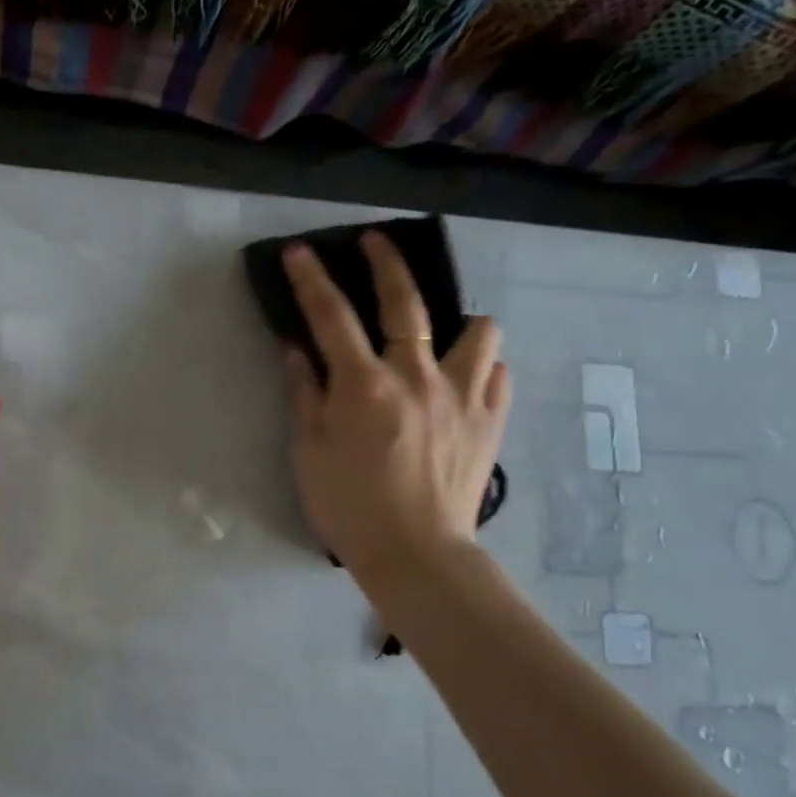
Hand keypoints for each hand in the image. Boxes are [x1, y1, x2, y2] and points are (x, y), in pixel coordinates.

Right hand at [281, 233, 511, 584]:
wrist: (416, 553)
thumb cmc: (348, 506)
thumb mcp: (307, 452)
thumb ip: (302, 394)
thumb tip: (296, 350)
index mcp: (364, 385)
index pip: (331, 316)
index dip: (311, 279)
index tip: (300, 251)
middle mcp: (417, 376)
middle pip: (405, 302)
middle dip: (386, 263)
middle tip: (375, 242)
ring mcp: (462, 396)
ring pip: (477, 331)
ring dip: (458, 322)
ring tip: (443, 334)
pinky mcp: (490, 421)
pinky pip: (499, 374)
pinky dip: (483, 367)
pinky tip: (467, 378)